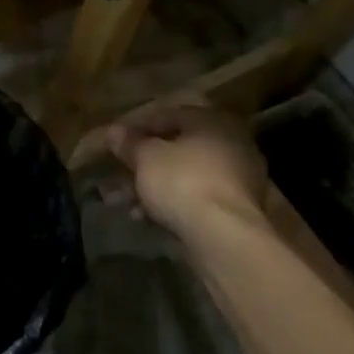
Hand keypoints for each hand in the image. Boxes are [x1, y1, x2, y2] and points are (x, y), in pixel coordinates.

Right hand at [94, 105, 268, 237]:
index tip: (117, 142)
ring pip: (186, 177)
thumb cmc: (183, 182)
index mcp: (214, 122)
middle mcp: (233, 146)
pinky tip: (145, 218)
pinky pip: (196, 200)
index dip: (139, 127)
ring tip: (123, 203)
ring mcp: (239, 181)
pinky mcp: (237, 212)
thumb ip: (130, 143)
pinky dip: (172, 205)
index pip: (171, 115)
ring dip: (154, 187)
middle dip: (145, 163)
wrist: (225, 237)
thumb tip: (114, 132)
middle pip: (179, 149)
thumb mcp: (146, 158)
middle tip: (119, 175)